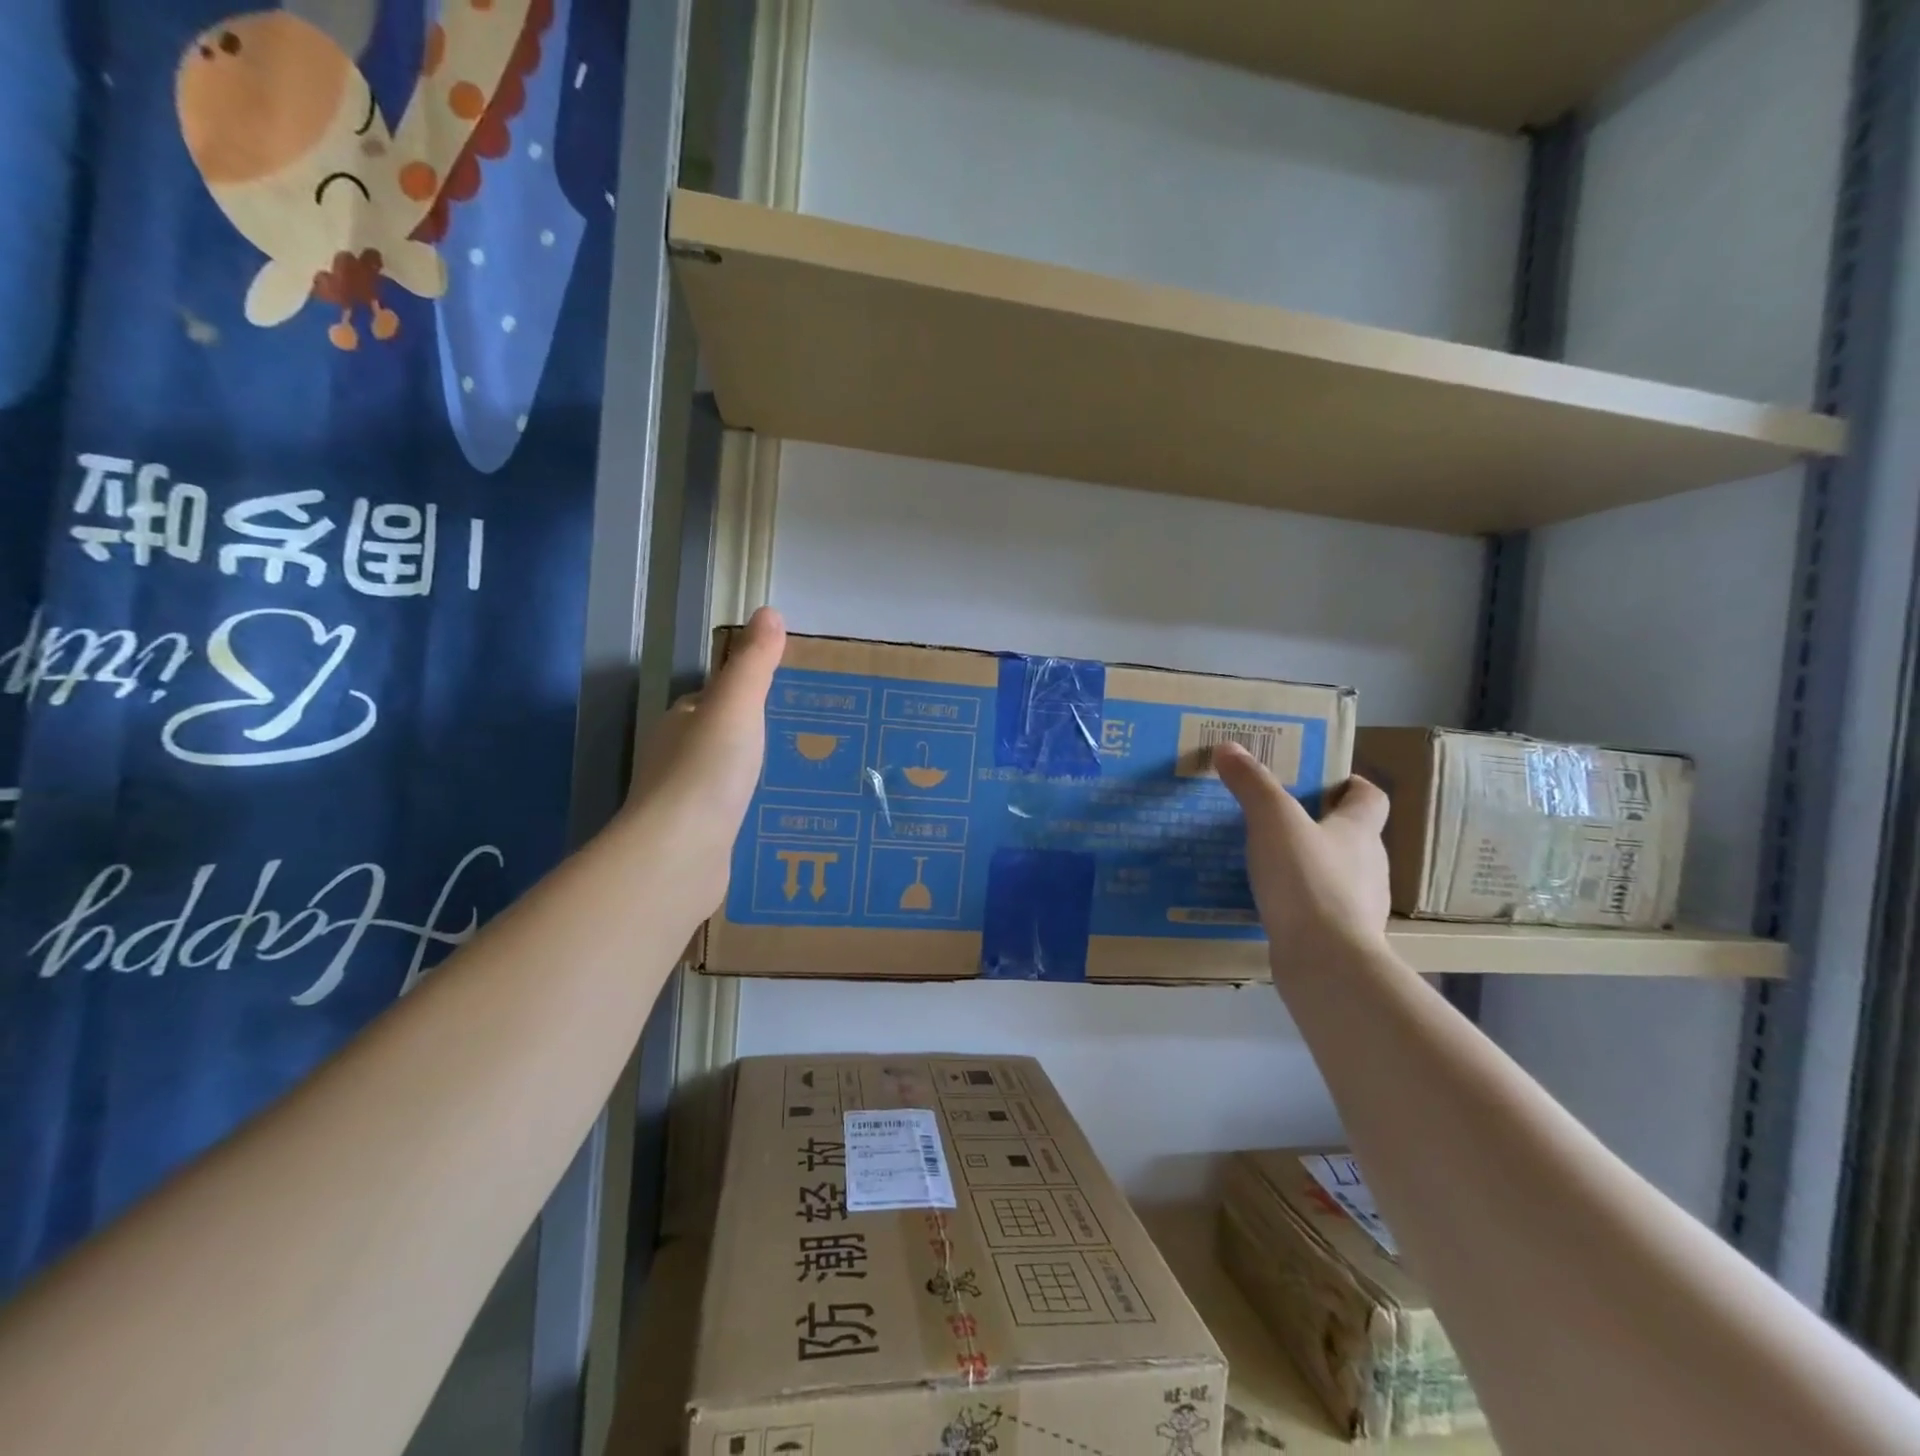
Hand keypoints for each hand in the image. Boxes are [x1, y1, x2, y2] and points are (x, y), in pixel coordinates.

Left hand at [625, 607, 785, 901]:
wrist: (680, 853)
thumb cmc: (708, 770)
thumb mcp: (738, 706)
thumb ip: (754, 663)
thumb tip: (767, 611)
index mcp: (682, 721)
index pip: (712, 699)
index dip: (744, 695)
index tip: (785, 697)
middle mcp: (676, 758)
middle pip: (719, 739)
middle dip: (753, 738)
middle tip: (806, 739)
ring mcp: (684, 802)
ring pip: (725, 779)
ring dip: (753, 776)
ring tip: (802, 776)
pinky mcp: (697, 840)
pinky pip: (730, 815)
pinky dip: (750, 811)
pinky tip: (780, 817)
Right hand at [1214, 742, 1391, 962]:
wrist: (1326, 963)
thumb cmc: (1307, 881)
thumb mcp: (1273, 821)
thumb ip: (1252, 784)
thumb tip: (1229, 747)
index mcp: (1359, 832)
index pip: (1370, 798)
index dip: (1352, 785)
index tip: (1324, 781)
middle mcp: (1368, 865)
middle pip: (1352, 835)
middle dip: (1320, 824)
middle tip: (1278, 818)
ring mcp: (1358, 906)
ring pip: (1336, 874)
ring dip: (1309, 865)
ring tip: (1266, 861)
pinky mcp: (1340, 938)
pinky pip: (1319, 910)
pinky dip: (1299, 903)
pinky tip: (1269, 903)